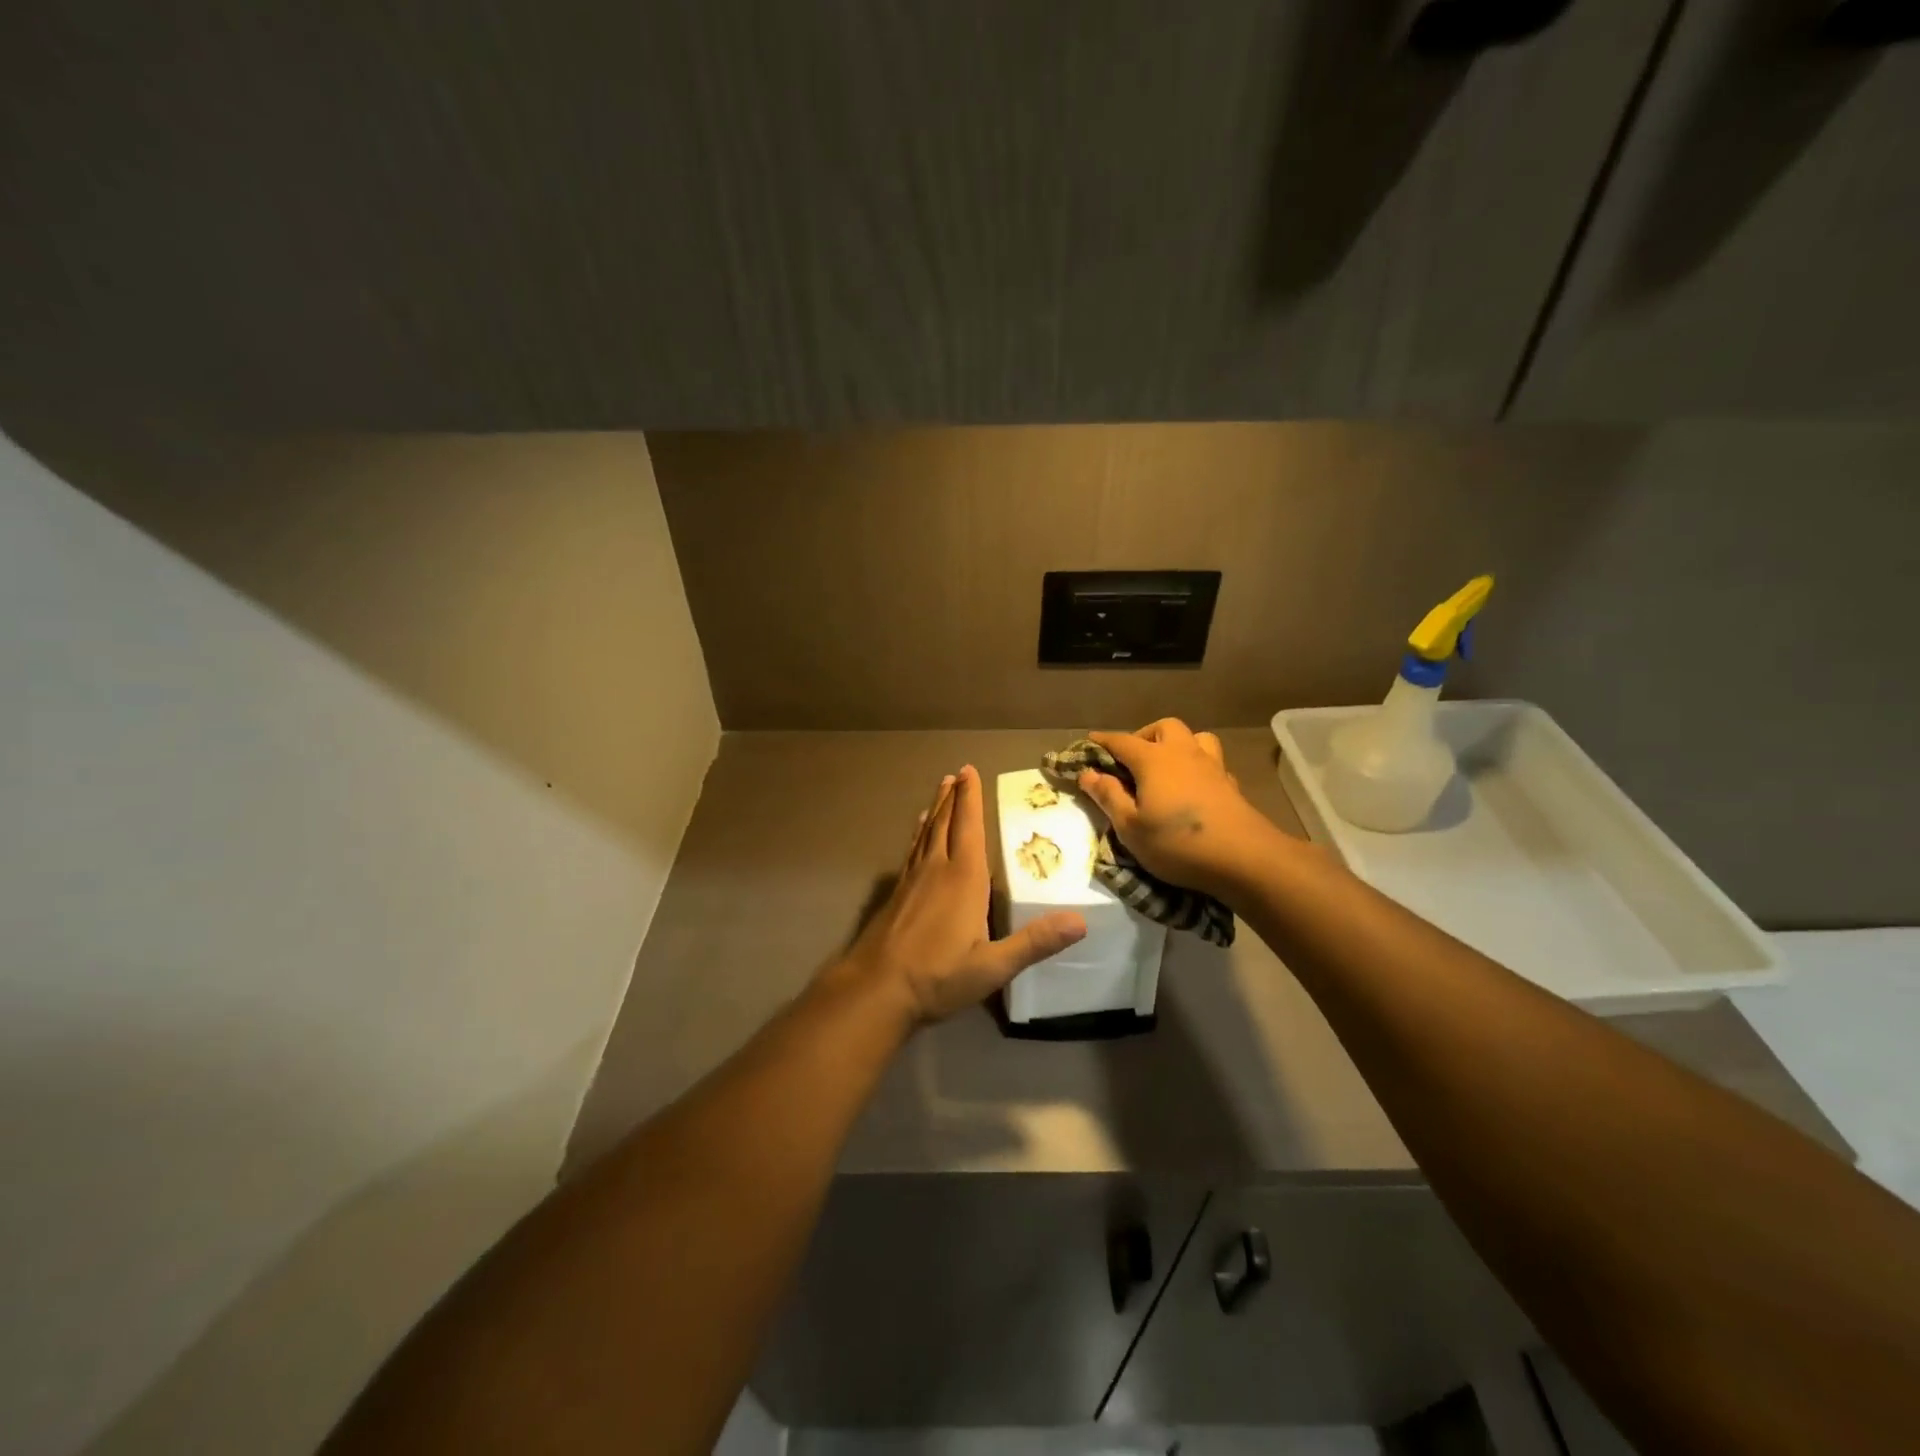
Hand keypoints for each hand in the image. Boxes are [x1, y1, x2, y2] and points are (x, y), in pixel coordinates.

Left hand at [839, 765, 1086, 1025]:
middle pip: (945, 824)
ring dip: (935, 810)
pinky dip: (918, 835)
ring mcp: (913, 880)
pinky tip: (918, 833)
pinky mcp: (897, 894)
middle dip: (953, 797)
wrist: (876, 989)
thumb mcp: (993, 966)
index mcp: (963, 879)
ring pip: (926, 834)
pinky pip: (911, 851)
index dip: (971, 799)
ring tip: (940, 790)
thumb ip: (1034, 942)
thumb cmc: (938, 976)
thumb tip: (1080, 921)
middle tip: (957, 772)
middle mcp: (936, 870)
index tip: (970, 771)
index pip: (969, 828)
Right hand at [1075, 720, 1278, 899]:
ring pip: (1195, 737)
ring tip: (1166, 766)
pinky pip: (1212, 762)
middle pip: (1163, 728)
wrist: (1243, 858)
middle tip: (1131, 760)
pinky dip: (1198, 767)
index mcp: (1153, 760)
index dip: (1103, 741)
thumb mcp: (1130, 826)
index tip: (1089, 742)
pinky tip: (1193, 787)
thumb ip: (1108, 796)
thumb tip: (1087, 773)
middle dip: (1144, 736)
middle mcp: (1183, 753)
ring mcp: (1211, 766)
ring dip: (1177, 744)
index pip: (1122, 741)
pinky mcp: (1231, 784)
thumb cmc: (1176, 843)